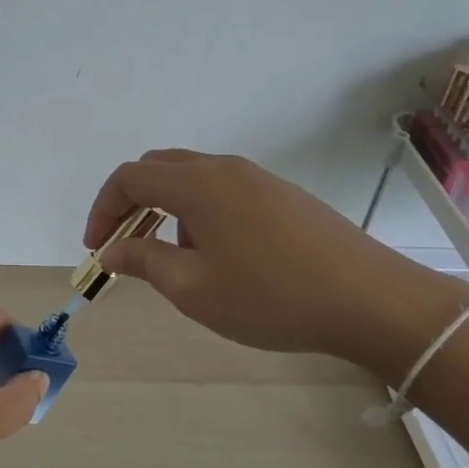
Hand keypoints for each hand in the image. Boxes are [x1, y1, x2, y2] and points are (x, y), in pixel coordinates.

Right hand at [84, 149, 468, 380]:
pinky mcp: (282, 195)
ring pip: (192, 177)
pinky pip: (222, 189)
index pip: (129, 178)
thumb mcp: (194, 289)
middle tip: (123, 244)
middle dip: (130, 202)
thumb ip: (144, 262)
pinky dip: (198, 210)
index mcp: (197, 184)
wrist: (371, 300)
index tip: (97, 248)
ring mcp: (258, 178)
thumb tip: (112, 251)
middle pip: (158, 168)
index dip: (103, 209)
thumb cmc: (271, 296)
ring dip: (165, 207)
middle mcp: (224, 168)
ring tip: (171, 256)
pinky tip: (217, 254)